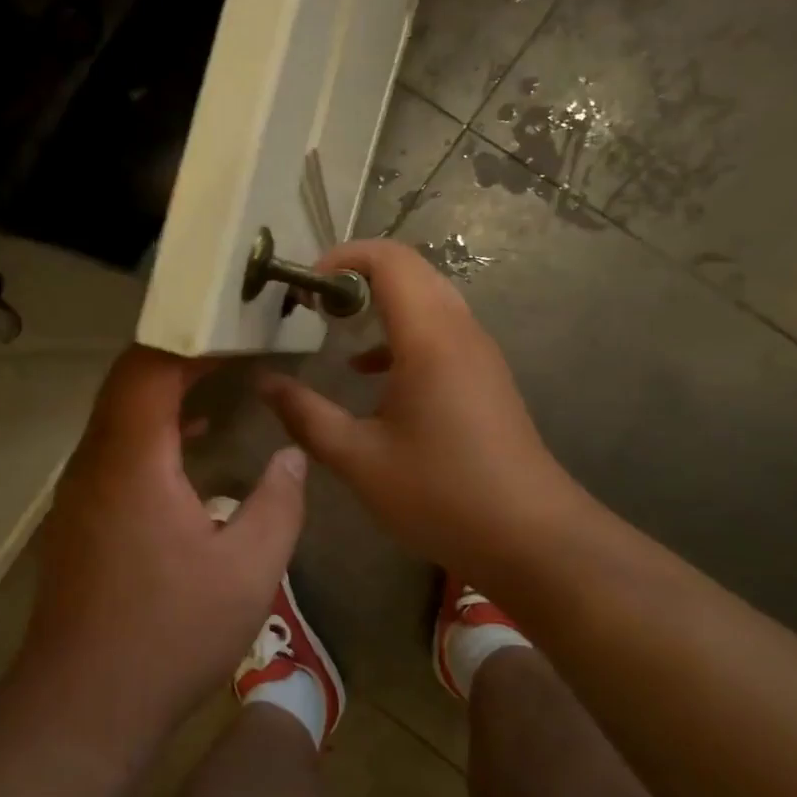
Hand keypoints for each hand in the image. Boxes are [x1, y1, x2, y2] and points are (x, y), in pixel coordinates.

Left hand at [23, 347, 306, 747]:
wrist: (82, 705)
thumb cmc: (170, 634)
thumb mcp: (249, 571)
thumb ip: (278, 503)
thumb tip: (291, 456)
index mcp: (133, 459)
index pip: (149, 367)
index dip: (190, 340)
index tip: (236, 331)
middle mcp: (96, 460)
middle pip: (128, 379)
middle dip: (179, 355)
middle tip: (234, 345)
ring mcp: (81, 488)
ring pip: (118, 412)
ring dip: (164, 390)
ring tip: (219, 380)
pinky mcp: (80, 514)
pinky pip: (116, 446)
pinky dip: (153, 429)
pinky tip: (193, 445)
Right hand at [258, 240, 588, 594]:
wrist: (531, 538)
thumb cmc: (440, 494)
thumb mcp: (359, 458)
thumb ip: (306, 415)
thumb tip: (265, 383)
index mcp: (429, 337)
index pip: (390, 260)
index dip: (343, 258)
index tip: (305, 286)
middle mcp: (459, 330)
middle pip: (410, 271)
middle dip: (357, 276)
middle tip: (314, 306)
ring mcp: (478, 352)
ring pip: (427, 299)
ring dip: (380, 303)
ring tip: (335, 330)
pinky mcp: (484, 376)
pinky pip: (439, 330)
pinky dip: (400, 332)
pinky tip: (370, 372)